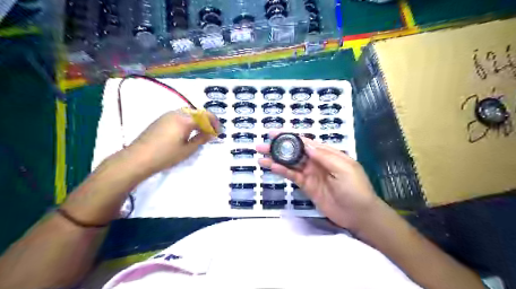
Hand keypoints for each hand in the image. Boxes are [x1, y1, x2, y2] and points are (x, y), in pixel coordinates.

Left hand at [129, 109, 219, 174]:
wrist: (138, 158)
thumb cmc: (165, 155)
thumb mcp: (187, 149)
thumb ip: (201, 139)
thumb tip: (211, 134)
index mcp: (185, 119)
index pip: (205, 116)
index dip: (214, 123)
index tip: (218, 132)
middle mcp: (176, 113)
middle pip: (197, 112)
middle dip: (206, 120)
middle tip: (211, 132)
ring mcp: (167, 115)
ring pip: (188, 113)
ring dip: (197, 120)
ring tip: (200, 132)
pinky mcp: (160, 120)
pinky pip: (179, 116)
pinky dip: (188, 121)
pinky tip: (187, 132)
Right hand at [258, 134, 381, 231]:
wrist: (359, 214)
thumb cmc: (355, 188)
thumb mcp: (344, 168)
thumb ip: (325, 156)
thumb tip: (306, 144)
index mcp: (327, 153)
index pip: (305, 142)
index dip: (289, 137)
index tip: (273, 134)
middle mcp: (316, 161)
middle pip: (295, 152)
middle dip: (279, 147)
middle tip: (262, 145)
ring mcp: (310, 174)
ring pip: (291, 164)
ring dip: (276, 160)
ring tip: (261, 157)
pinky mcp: (306, 186)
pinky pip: (292, 176)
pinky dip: (282, 172)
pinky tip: (272, 167)